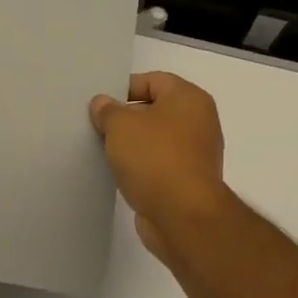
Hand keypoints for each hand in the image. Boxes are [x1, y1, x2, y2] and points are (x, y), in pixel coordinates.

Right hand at [89, 72, 231, 259]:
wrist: (183, 216)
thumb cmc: (154, 158)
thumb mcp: (120, 125)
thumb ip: (107, 110)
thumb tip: (103, 104)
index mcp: (189, 98)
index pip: (152, 80)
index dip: (123, 89)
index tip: (100, 106)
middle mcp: (199, 122)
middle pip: (155, 110)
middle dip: (125, 118)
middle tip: (98, 128)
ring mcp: (196, 154)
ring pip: (156, 139)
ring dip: (132, 145)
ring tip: (105, 152)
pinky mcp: (189, 182)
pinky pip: (159, 164)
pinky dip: (141, 167)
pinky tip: (120, 174)